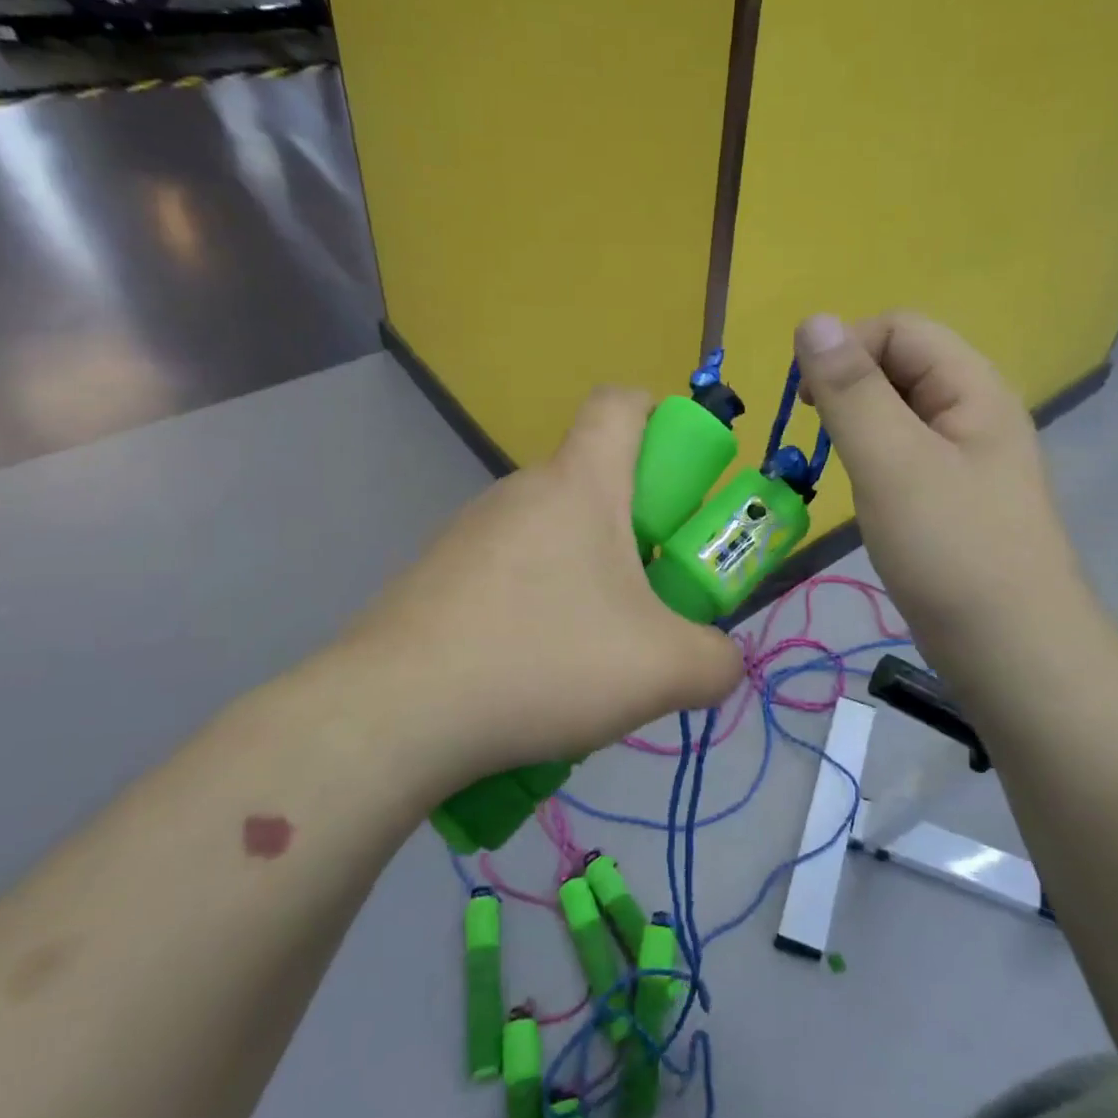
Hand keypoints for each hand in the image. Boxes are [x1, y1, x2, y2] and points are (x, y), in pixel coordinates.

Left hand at [339, 387, 743, 788]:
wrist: (395, 713)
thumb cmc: (545, 661)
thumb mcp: (663, 670)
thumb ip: (717, 661)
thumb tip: (721, 660)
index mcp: (580, 484)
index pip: (620, 404)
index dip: (659, 416)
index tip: (681, 476)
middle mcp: (521, 490)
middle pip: (592, 479)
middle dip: (635, 527)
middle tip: (650, 597)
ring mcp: (469, 531)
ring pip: (550, 532)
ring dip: (585, 574)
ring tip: (590, 653)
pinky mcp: (435, 574)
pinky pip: (507, 572)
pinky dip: (535, 604)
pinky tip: (531, 671)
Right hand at [794, 312, 1092, 669]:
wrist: (1013, 651)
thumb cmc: (951, 551)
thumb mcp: (893, 463)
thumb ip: (852, 391)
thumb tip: (813, 320)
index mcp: (972, 387)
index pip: (900, 328)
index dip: (847, 349)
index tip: (809, 402)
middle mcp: (975, 411)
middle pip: (902, 365)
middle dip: (850, 387)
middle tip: (819, 437)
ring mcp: (968, 457)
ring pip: (900, 412)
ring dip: (858, 425)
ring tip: (841, 468)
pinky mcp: (955, 497)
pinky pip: (906, 454)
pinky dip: (874, 460)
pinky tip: (866, 494)